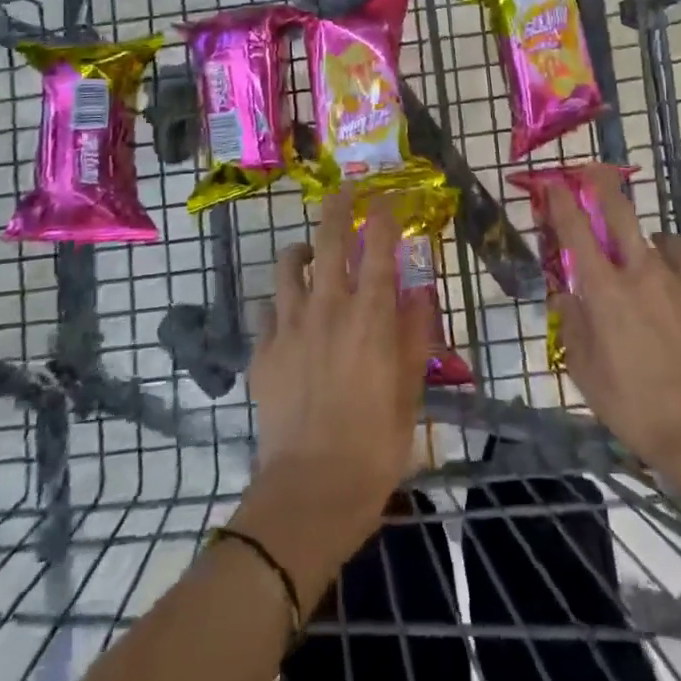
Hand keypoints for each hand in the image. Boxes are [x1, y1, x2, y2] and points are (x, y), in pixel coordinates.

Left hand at [242, 187, 432, 587]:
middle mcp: (329, 309)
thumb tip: (419, 293)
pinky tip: (288, 313)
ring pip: (289, 266)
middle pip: (330, 242)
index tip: (387, 198)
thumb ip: (415, 336)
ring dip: (302, 250)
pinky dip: (281, 301)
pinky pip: (268, 309)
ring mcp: (290, 327)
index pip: (379, 250)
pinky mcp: (262, 351)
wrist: (311, 490)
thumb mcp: (410, 392)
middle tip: (344, 190)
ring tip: (310, 252)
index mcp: (370, 318)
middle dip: (338, 208)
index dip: (384, 218)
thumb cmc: (374, 444)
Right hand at [547, 165, 680, 484]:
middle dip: (603, 185)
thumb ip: (572, 326)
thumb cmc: (638, 408)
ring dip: (653, 247)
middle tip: (596, 171)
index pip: (576, 231)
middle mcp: (644, 272)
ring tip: (656, 270)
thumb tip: (565, 294)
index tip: (553, 181)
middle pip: (621, 212)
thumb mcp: (587, 375)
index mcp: (606, 290)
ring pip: (665, 241)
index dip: (561, 201)